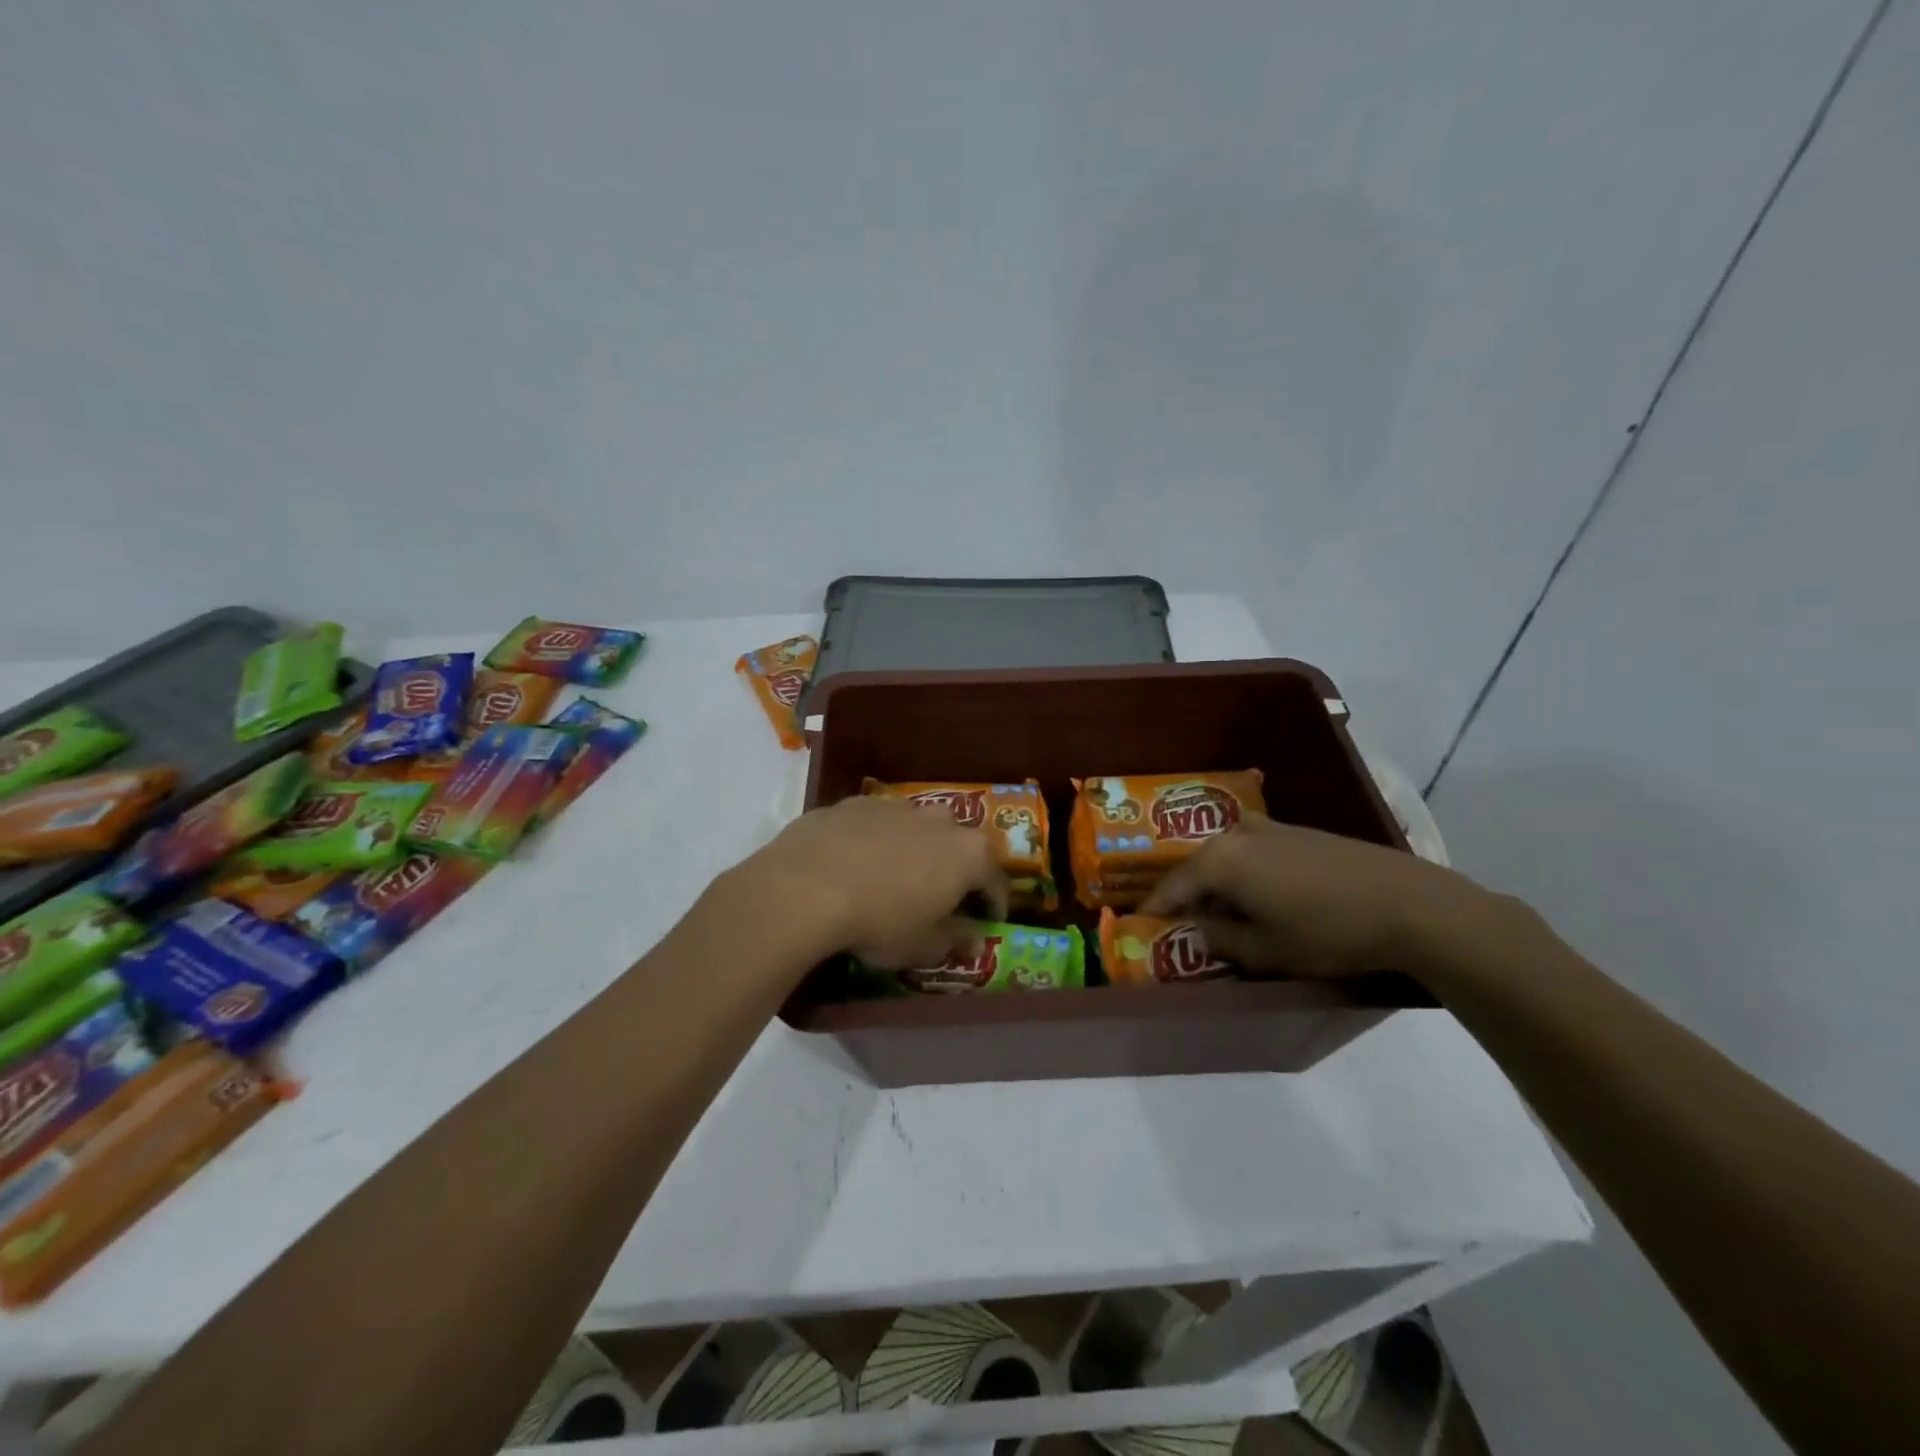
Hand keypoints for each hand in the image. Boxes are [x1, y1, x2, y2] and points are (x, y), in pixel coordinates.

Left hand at [732, 796, 1008, 967]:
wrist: (806, 886)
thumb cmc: (879, 922)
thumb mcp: (922, 946)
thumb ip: (955, 940)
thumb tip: (975, 940)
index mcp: (968, 854)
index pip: (995, 879)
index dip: (994, 902)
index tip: (988, 918)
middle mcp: (940, 820)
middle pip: (959, 844)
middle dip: (956, 867)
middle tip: (942, 894)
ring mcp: (896, 806)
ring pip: (917, 827)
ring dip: (916, 849)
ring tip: (897, 876)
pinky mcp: (856, 803)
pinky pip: (877, 823)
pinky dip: (876, 840)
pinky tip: (857, 862)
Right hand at [1140, 816, 1491, 978]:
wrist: (1409, 904)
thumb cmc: (1326, 931)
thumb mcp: (1265, 949)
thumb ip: (1220, 939)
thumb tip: (1198, 931)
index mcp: (1219, 860)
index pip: (1171, 886)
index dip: (1153, 908)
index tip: (1138, 923)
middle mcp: (1237, 834)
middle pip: (1198, 867)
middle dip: (1187, 895)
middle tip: (1180, 921)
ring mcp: (1271, 829)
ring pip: (1227, 858)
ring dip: (1219, 885)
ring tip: (1221, 914)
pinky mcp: (1300, 833)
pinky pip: (1254, 854)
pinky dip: (1246, 876)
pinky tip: (1260, 898)